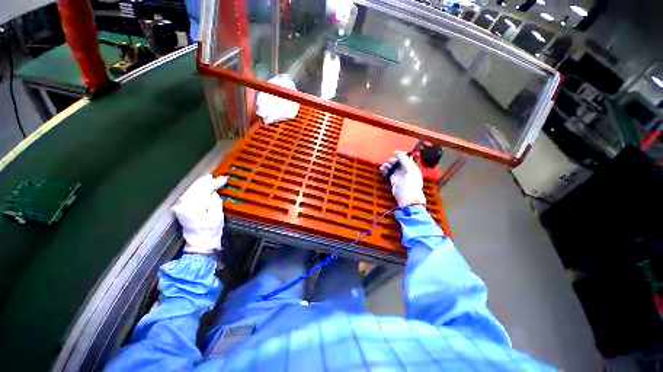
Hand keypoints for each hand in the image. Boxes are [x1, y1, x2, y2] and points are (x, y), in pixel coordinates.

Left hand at [172, 174, 227, 254]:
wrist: (200, 244)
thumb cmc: (211, 231)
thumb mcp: (217, 216)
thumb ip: (215, 202)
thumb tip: (213, 193)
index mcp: (193, 206)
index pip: (204, 190)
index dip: (214, 183)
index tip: (224, 179)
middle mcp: (183, 205)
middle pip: (195, 189)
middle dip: (205, 182)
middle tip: (215, 176)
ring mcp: (181, 207)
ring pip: (190, 191)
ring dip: (199, 184)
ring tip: (208, 179)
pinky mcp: (181, 209)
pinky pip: (188, 195)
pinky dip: (195, 190)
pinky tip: (200, 187)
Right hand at [379, 151, 425, 207]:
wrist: (407, 198)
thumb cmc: (411, 185)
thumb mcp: (409, 169)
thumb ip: (404, 160)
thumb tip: (399, 153)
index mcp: (412, 167)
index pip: (406, 158)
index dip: (400, 155)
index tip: (395, 153)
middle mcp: (406, 171)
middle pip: (398, 163)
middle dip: (393, 161)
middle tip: (390, 161)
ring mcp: (400, 176)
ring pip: (392, 168)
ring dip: (388, 165)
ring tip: (384, 166)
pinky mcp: (394, 181)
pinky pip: (388, 173)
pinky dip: (385, 171)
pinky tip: (382, 169)